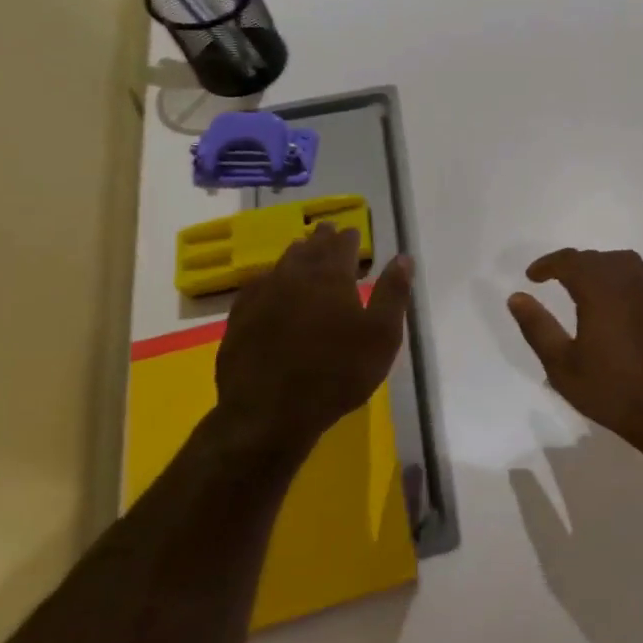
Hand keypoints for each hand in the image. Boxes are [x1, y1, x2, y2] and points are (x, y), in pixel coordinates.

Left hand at [215, 224, 412, 458]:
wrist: (270, 412)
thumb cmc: (338, 372)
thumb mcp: (382, 335)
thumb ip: (394, 293)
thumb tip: (403, 258)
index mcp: (331, 277)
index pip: (342, 246)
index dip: (349, 237)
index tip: (353, 231)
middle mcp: (294, 277)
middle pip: (309, 249)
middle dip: (321, 238)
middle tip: (326, 230)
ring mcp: (262, 297)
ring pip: (281, 264)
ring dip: (295, 254)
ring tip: (301, 250)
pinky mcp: (240, 320)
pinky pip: (255, 287)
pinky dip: (267, 279)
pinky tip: (267, 285)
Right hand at [506, 249, 642, 451]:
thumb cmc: (611, 390)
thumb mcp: (562, 365)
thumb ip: (537, 327)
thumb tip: (516, 297)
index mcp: (601, 289)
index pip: (570, 260)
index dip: (548, 264)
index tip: (532, 276)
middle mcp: (629, 280)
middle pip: (597, 258)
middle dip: (573, 265)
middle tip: (554, 280)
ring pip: (623, 263)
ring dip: (600, 267)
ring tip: (584, 286)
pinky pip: (641, 278)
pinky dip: (622, 279)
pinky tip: (616, 302)